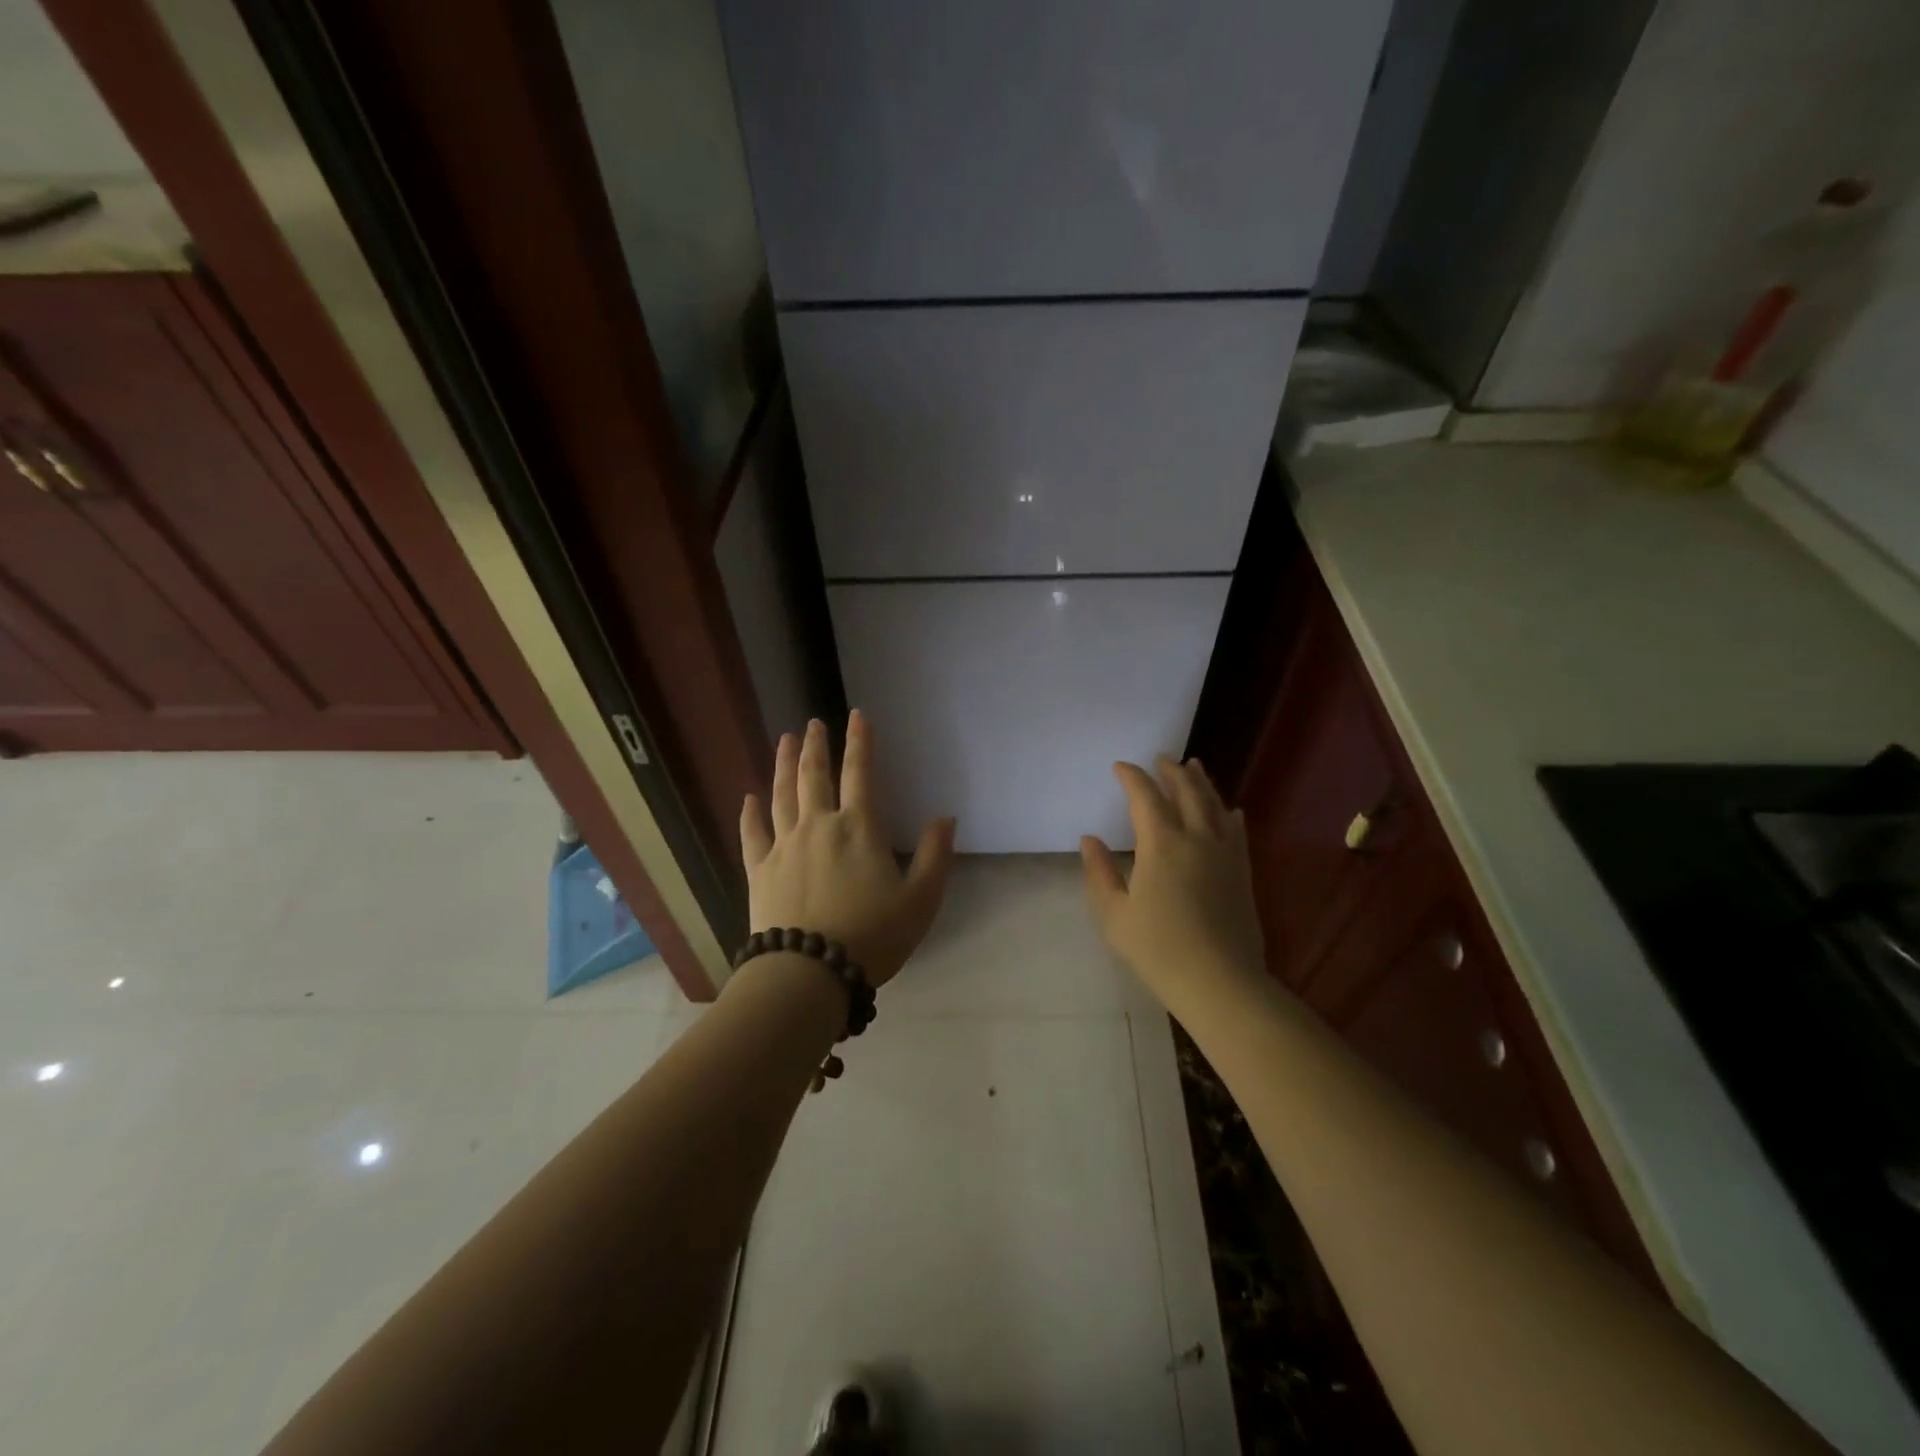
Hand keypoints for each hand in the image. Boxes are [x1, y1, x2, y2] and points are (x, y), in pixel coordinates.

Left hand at [739, 711, 956, 988]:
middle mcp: (818, 825)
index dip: (860, 742)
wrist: (808, 973)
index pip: (861, 773)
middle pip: (815, 775)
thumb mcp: (921, 900)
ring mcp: (784, 846)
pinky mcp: (759, 870)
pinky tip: (748, 797)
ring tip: (785, 740)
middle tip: (813, 723)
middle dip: (816, 745)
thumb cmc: (872, 936)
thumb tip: (946, 818)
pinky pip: (752, 833)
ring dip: (784, 765)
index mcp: (859, 828)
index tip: (856, 715)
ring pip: (782, 794)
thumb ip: (935, 856)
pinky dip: (750, 813)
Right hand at [1080, 757, 1267, 1011]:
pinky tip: (1230, 810)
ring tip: (1194, 766)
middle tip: (1161, 758)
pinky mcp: (1242, 872)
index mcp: (1161, 845)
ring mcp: (1225, 854)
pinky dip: (1229, 814)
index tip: (1120, 766)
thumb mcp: (1114, 915)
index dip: (1132, 777)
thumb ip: (1099, 873)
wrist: (1220, 982)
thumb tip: (1090, 839)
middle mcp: (1196, 838)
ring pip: (1214, 805)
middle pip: (1186, 791)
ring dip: (1202, 782)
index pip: (1145, 797)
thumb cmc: (1158, 950)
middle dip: (1171, 771)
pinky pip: (1237, 832)